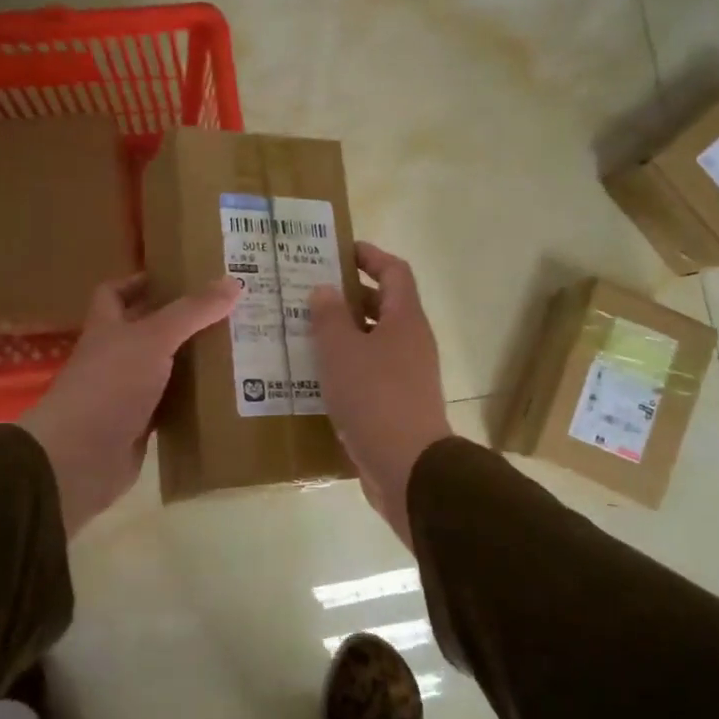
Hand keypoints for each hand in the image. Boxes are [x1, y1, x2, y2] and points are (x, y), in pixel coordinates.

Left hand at [19, 274, 238, 536]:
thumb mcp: (154, 338)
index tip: (178, 277)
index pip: (115, 293)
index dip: (140, 282)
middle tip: (225, 312)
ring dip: (191, 362)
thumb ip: (192, 311)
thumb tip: (234, 281)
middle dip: (181, 322)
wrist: (81, 457)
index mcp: (107, 328)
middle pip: (147, 331)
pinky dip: (192, 401)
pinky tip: (223, 394)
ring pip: (163, 370)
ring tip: (235, 347)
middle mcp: (114, 357)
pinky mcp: (140, 426)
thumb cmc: (110, 384)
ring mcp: (126, 393)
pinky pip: (171, 406)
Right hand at [309, 242, 451, 548]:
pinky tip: (317, 376)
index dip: (370, 256)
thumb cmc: (374, 398)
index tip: (340, 251)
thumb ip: (330, 317)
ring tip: (306, 332)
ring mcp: (407, 375)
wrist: (408, 467)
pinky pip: (370, 372)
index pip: (394, 271)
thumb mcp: (342, 351)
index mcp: (406, 320)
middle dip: (351, 296)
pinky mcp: (397, 404)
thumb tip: (325, 290)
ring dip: (345, 333)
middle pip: (385, 305)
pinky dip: (347, 366)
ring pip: (375, 341)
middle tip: (310, 292)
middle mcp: (412, 342)